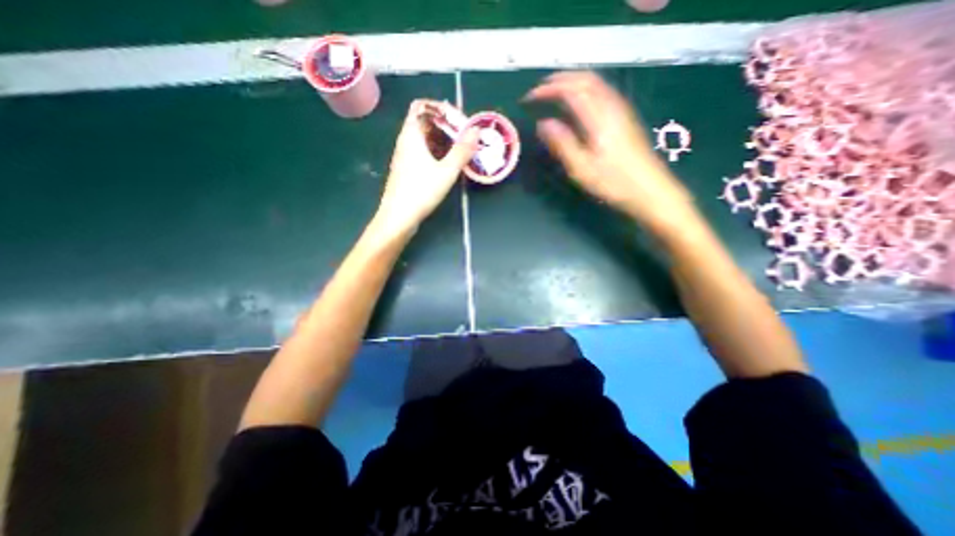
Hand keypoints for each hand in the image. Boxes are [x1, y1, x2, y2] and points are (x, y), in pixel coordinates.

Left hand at [373, 99, 477, 235]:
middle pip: (426, 122)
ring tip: (462, 151)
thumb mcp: (446, 171)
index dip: (443, 109)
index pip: (424, 106)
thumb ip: (462, 150)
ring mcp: (406, 156)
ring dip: (445, 141)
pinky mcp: (408, 170)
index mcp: (412, 134)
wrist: (398, 217)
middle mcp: (406, 141)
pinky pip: (424, 153)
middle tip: (466, 138)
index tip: (461, 123)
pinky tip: (450, 165)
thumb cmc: (420, 192)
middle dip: (448, 126)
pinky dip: (438, 153)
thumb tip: (476, 130)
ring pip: (426, 139)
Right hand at [525, 71, 698, 236]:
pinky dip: (584, 88)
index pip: (570, 90)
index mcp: (598, 118)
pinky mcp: (625, 117)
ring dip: (572, 81)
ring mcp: (621, 109)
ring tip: (553, 92)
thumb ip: (562, 143)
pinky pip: (602, 91)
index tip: (529, 98)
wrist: (649, 189)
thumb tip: (543, 124)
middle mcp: (611, 106)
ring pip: (595, 82)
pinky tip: (577, 102)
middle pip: (584, 78)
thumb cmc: (613, 182)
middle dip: (559, 79)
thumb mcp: (581, 168)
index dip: (547, 90)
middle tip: (539, 90)